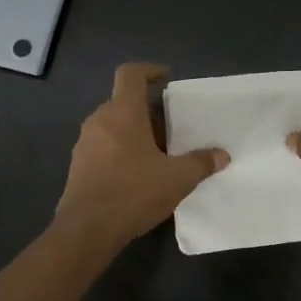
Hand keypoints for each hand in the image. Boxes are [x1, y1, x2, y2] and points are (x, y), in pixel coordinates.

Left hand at [56, 64, 227, 243]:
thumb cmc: (133, 192)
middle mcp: (99, 120)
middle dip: (149, 112)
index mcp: (122, 112)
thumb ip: (201, 163)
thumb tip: (222, 155)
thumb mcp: (177, 178)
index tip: (166, 79)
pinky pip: (103, 146)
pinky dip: (121, 150)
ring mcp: (84, 143)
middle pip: (124, 102)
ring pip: (113, 125)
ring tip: (158, 155)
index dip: (149, 70)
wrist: (86, 230)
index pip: (130, 74)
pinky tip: (138, 175)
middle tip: (172, 130)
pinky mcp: (78, 165)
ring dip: (135, 133)